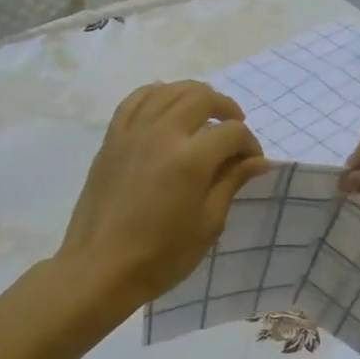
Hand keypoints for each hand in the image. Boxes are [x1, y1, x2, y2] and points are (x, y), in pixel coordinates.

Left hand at [57, 81, 265, 307]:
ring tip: (205, 118)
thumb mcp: (208, 224)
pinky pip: (137, 99)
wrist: (100, 268)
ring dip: (194, 97)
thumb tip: (258, 161)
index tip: (252, 164)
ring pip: (169, 90)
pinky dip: (158, 95)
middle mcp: (162, 133)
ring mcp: (133, 132)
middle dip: (227, 109)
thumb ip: (231, 183)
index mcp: (191, 159)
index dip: (249, 144)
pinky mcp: (113, 138)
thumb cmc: (162, 255)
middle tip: (234, 134)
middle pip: (202, 97)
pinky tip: (167, 109)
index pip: (232, 132)